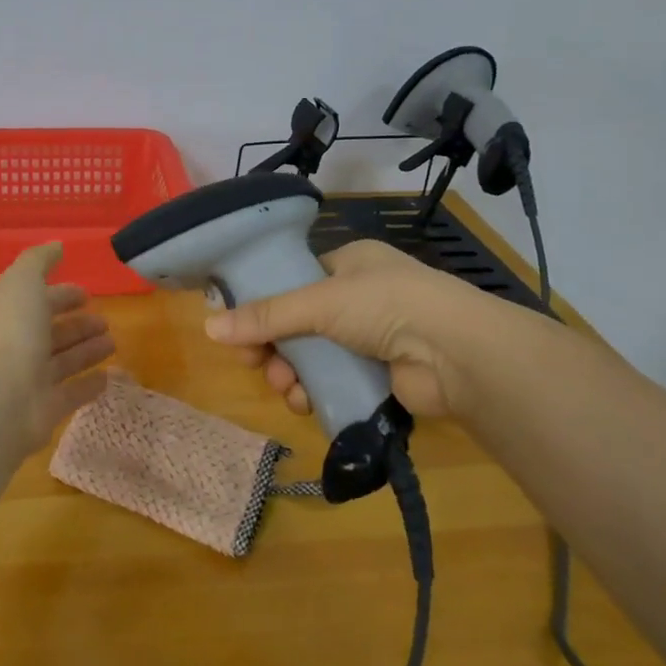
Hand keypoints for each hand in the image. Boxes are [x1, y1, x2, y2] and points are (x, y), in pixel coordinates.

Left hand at [0, 243, 114, 455]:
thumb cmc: (12, 332)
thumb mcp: (23, 282)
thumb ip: (38, 261)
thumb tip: (56, 246)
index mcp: (8, 314)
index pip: (36, 301)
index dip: (60, 295)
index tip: (86, 294)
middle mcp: (17, 346)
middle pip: (50, 333)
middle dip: (77, 325)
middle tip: (105, 321)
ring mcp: (29, 380)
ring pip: (63, 362)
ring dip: (86, 351)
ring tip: (112, 344)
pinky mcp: (45, 409)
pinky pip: (71, 394)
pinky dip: (88, 386)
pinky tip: (108, 377)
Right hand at [201, 238, 476, 419]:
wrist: (457, 354)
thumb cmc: (386, 305)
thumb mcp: (318, 302)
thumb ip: (265, 317)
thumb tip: (208, 328)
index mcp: (350, 264)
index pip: (295, 281)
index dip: (264, 304)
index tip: (238, 328)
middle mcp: (360, 297)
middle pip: (298, 323)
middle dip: (274, 346)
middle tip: (254, 364)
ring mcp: (371, 338)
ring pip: (313, 356)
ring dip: (292, 373)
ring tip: (286, 388)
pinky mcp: (378, 375)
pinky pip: (333, 382)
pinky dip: (315, 392)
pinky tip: (306, 402)